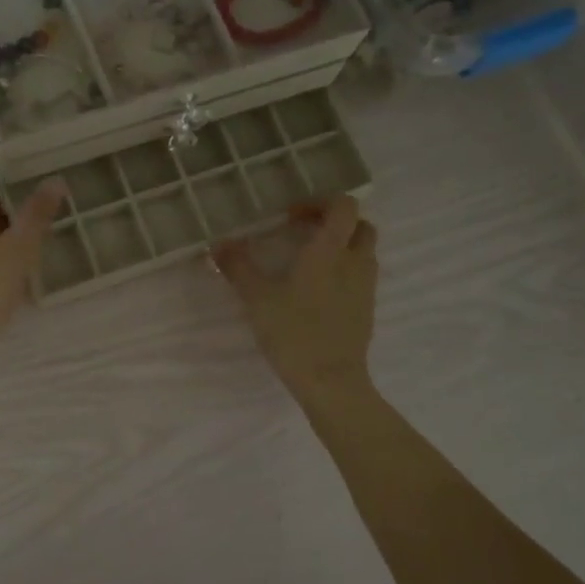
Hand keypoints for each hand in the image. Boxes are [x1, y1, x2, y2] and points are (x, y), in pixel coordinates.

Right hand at [214, 196, 378, 402]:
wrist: (331, 381)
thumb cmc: (293, 332)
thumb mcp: (257, 298)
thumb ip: (238, 267)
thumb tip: (218, 243)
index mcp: (330, 251)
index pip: (343, 206)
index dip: (319, 202)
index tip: (291, 217)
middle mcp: (354, 262)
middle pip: (359, 226)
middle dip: (334, 223)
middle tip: (304, 234)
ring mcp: (365, 287)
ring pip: (363, 252)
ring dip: (341, 247)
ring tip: (309, 262)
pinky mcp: (367, 310)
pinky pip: (360, 278)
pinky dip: (343, 273)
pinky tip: (316, 292)